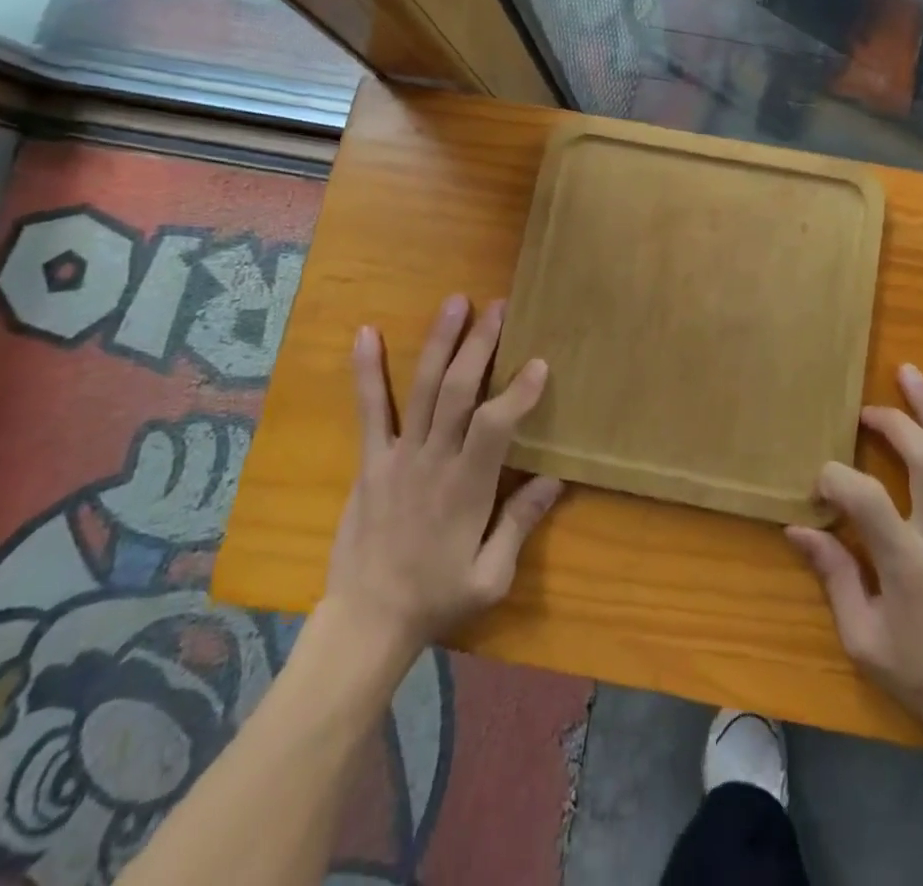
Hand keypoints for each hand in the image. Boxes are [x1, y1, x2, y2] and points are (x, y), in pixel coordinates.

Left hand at [318, 296, 562, 665]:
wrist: (366, 621)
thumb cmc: (437, 597)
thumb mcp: (491, 576)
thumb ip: (520, 522)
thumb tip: (555, 477)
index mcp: (467, 488)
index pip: (495, 427)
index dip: (518, 393)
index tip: (539, 362)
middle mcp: (433, 461)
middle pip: (457, 392)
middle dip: (480, 345)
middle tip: (498, 307)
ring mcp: (398, 456)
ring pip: (421, 388)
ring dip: (439, 342)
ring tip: (455, 302)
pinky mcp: (371, 460)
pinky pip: (370, 410)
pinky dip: (367, 370)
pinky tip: (366, 332)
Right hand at [787, 365, 922, 753]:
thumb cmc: (919, 674)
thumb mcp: (862, 637)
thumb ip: (833, 575)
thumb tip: (797, 527)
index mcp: (906, 565)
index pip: (865, 497)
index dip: (835, 479)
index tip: (819, 488)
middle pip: (922, 459)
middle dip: (890, 423)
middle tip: (864, 412)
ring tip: (909, 374)